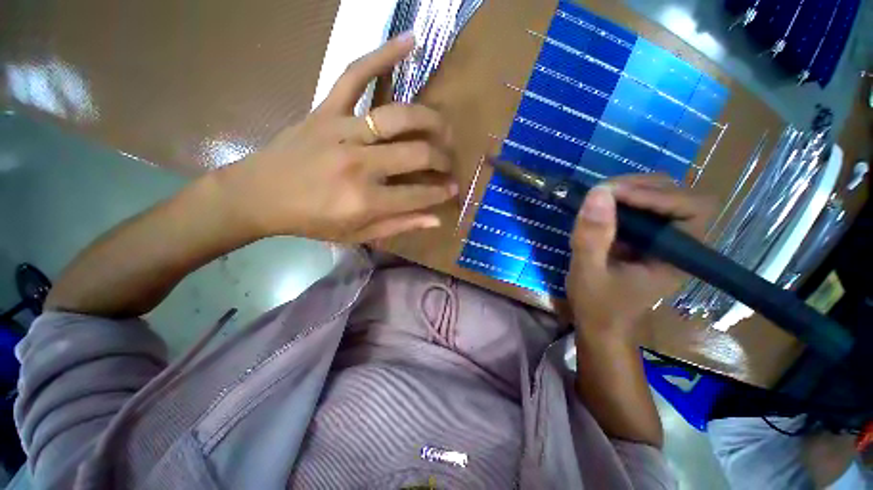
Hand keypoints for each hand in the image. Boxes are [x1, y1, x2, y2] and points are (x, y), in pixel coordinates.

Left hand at [217, 33, 457, 242]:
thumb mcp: (357, 234)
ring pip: (399, 116)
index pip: (419, 194)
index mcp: (365, 200)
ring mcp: (342, 131)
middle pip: (417, 154)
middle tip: (449, 164)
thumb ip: (399, 225)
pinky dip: (383, 54)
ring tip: (444, 128)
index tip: (452, 189)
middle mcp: (359, 165)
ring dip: (431, 120)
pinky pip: (355, 74)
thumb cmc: (312, 221)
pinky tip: (409, 41)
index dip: (441, 193)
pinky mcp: (326, 109)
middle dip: (442, 160)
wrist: (260, 195)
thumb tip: (436, 219)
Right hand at [567, 174, 712, 344]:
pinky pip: (644, 208)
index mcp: (678, 258)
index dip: (657, 196)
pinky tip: (602, 207)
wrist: (600, 325)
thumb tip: (598, 192)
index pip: (693, 210)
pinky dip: (623, 200)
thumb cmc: (597, 305)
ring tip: (600, 197)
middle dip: (642, 187)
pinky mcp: (646, 239)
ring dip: (632, 190)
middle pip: (680, 196)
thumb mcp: (588, 272)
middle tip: (603, 192)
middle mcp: (679, 244)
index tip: (612, 195)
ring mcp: (663, 240)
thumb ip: (593, 237)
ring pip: (663, 197)